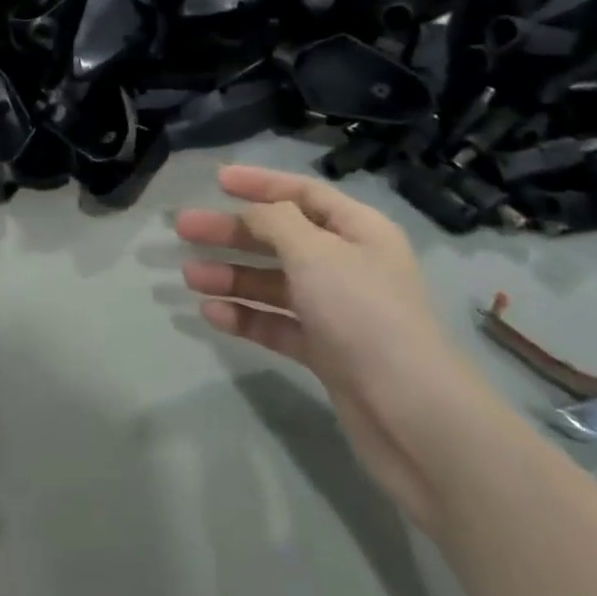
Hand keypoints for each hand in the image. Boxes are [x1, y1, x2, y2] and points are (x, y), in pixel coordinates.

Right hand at [176, 165, 492, 528]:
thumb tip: (254, 211)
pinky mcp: (326, 352)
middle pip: (281, 237)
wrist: (412, 414)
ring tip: (189, 276)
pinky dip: (247, 317)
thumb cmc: (363, 314)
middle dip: (233, 232)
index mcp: (358, 230)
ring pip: (275, 283)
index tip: (216, 180)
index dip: (260, 183)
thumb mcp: (316, 253)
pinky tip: (213, 315)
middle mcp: (348, 265)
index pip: (304, 194)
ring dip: (233, 276)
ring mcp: (337, 311)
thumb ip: (277, 223)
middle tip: (184, 229)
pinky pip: (278, 324)